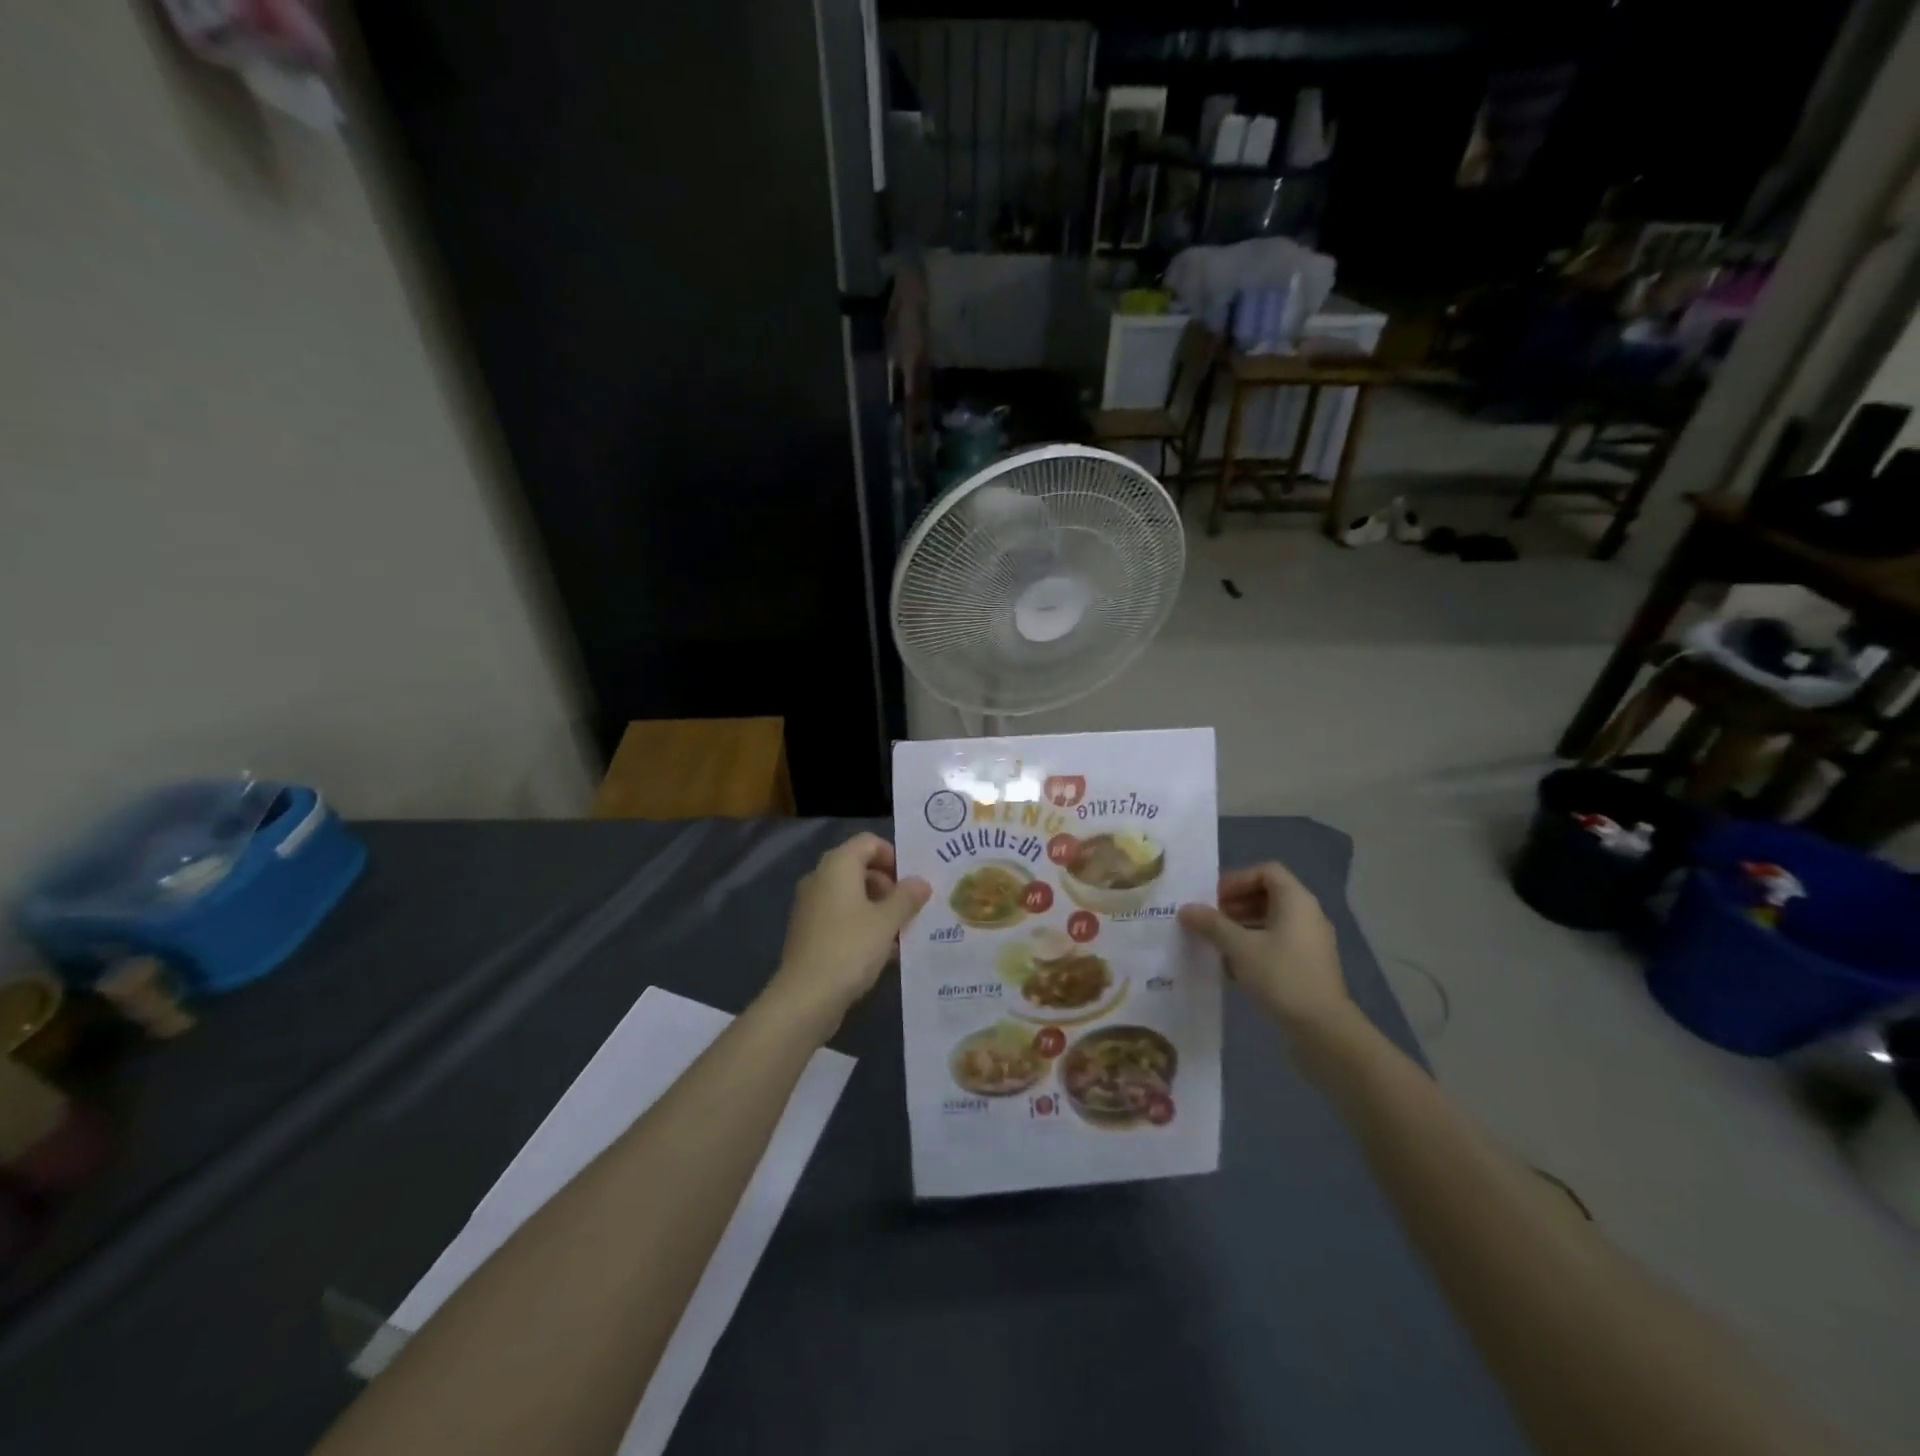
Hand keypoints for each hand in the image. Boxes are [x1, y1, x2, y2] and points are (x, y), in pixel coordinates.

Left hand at [766, 833, 930, 1032]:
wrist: (805, 997)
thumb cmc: (850, 948)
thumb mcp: (887, 921)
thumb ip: (907, 897)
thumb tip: (921, 882)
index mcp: (838, 866)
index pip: (868, 842)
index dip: (893, 856)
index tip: (911, 882)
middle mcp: (820, 878)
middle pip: (859, 868)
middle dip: (888, 886)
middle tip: (910, 909)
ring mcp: (811, 906)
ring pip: (851, 896)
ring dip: (878, 909)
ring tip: (901, 933)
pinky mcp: (808, 933)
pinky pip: (841, 918)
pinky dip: (862, 926)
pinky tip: (883, 953)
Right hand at [1178, 863, 1353, 1040]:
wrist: (1323, 1030)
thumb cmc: (1281, 977)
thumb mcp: (1239, 947)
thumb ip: (1211, 924)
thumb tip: (1185, 909)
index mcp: (1296, 901)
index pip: (1266, 871)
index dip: (1237, 879)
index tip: (1214, 899)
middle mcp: (1307, 915)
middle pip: (1268, 895)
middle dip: (1235, 904)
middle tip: (1208, 920)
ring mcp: (1310, 942)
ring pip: (1271, 921)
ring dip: (1241, 927)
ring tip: (1215, 943)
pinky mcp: (1308, 966)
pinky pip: (1277, 944)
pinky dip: (1254, 947)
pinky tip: (1232, 968)